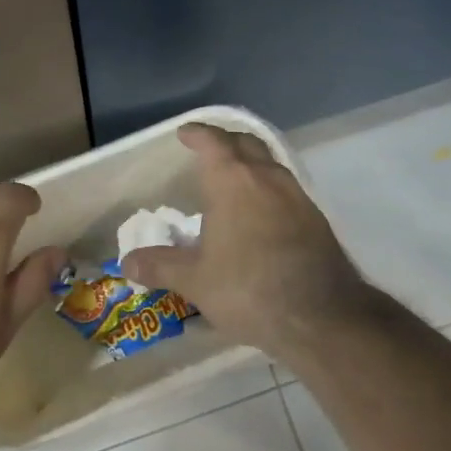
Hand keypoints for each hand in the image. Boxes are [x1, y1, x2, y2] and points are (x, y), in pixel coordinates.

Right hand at [121, 124, 369, 357]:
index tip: (185, 133)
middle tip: (209, 150)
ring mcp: (296, 195)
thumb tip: (128, 261)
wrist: (322, 316)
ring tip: (234, 181)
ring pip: (270, 164)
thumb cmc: (249, 288)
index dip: (198, 134)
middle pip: (246, 143)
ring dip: (251, 163)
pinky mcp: (315, 218)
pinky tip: (261, 213)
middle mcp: (266, 177)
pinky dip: (268, 188)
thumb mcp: (196, 281)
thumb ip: (161, 266)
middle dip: (226, 142)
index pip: (213, 142)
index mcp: (233, 181)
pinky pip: (286, 188)